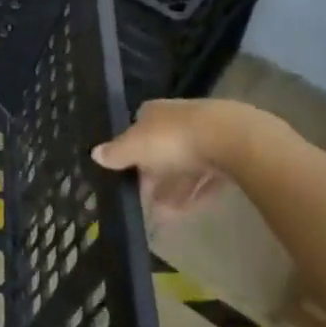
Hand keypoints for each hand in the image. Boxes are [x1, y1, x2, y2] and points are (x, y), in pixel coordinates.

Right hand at [92, 98, 239, 220]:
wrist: (231, 139)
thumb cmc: (174, 138)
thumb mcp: (136, 147)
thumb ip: (116, 152)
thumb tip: (94, 153)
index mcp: (155, 111)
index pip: (138, 128)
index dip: (131, 151)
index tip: (126, 174)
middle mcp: (179, 118)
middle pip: (162, 148)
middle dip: (153, 175)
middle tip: (144, 201)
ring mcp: (207, 135)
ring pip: (185, 164)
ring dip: (173, 189)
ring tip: (163, 215)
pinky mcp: (230, 154)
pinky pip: (207, 176)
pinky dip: (195, 193)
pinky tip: (187, 212)